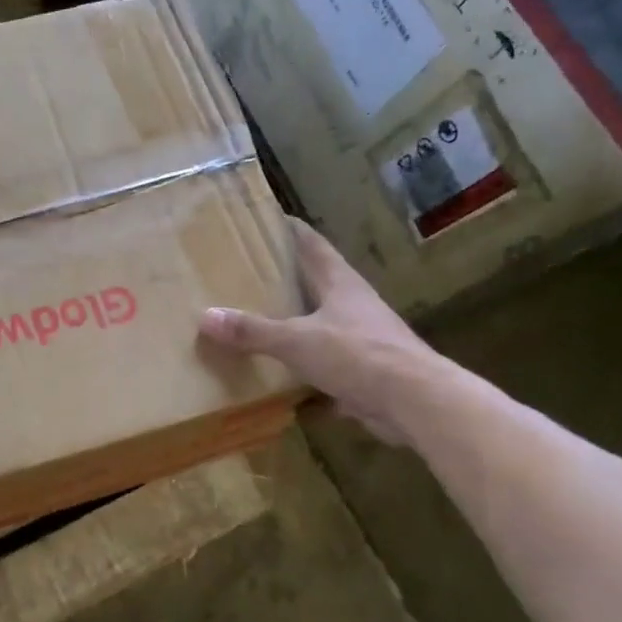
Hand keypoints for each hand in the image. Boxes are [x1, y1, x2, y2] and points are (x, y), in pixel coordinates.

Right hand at [199, 218, 437, 446]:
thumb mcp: (297, 340)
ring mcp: (362, 340)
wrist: (415, 402)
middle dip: (287, 279)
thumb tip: (206, 317)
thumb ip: (253, 331)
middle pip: (317, 284)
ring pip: (322, 326)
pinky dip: (305, 372)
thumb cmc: (358, 354)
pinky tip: (282, 382)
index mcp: (340, 284)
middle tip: (249, 275)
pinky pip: (327, 367)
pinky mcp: (365, 373)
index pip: (312, 245)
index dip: (291, 230)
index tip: (267, 219)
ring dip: (296, 326)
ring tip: (259, 326)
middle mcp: (353, 305)